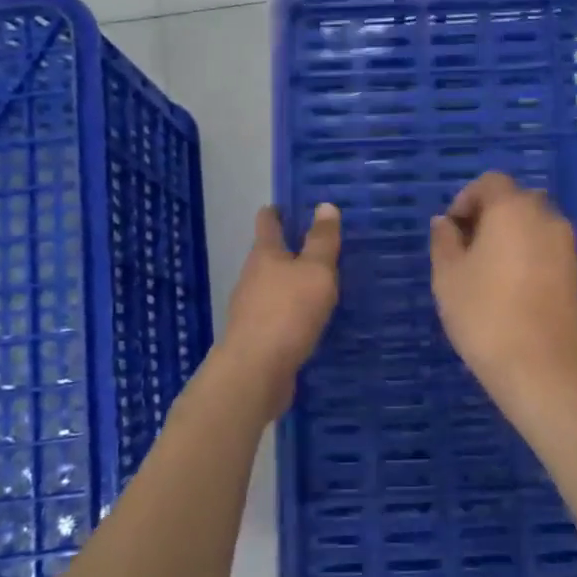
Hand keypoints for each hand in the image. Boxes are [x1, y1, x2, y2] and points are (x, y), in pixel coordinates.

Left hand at [220, 204, 342, 415]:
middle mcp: (252, 277)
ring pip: (273, 287)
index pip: (268, 223)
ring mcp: (251, 309)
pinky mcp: (257, 337)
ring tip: (319, 284)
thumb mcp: (315, 271)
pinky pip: (278, 316)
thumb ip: (322, 241)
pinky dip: (292, 312)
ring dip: (291, 283)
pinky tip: (309, 321)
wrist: (256, 371)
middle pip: (268, 256)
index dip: (276, 212)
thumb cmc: (288, 312)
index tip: (287, 206)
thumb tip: (324, 205)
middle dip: (289, 250)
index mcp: (265, 255)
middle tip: (318, 246)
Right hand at [429, 173, 576, 399]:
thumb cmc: (485, 315)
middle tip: (468, 249)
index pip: (491, 182)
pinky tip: (513, 291)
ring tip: (489, 274)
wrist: (543, 367)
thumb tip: (445, 223)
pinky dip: (530, 257)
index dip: (466, 199)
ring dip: (512, 237)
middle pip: (516, 201)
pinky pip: (548, 250)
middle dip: (491, 216)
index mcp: (513, 209)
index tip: (452, 230)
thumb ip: (444, 241)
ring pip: (535, 227)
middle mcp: (546, 218)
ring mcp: (568, 246)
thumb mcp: (448, 277)